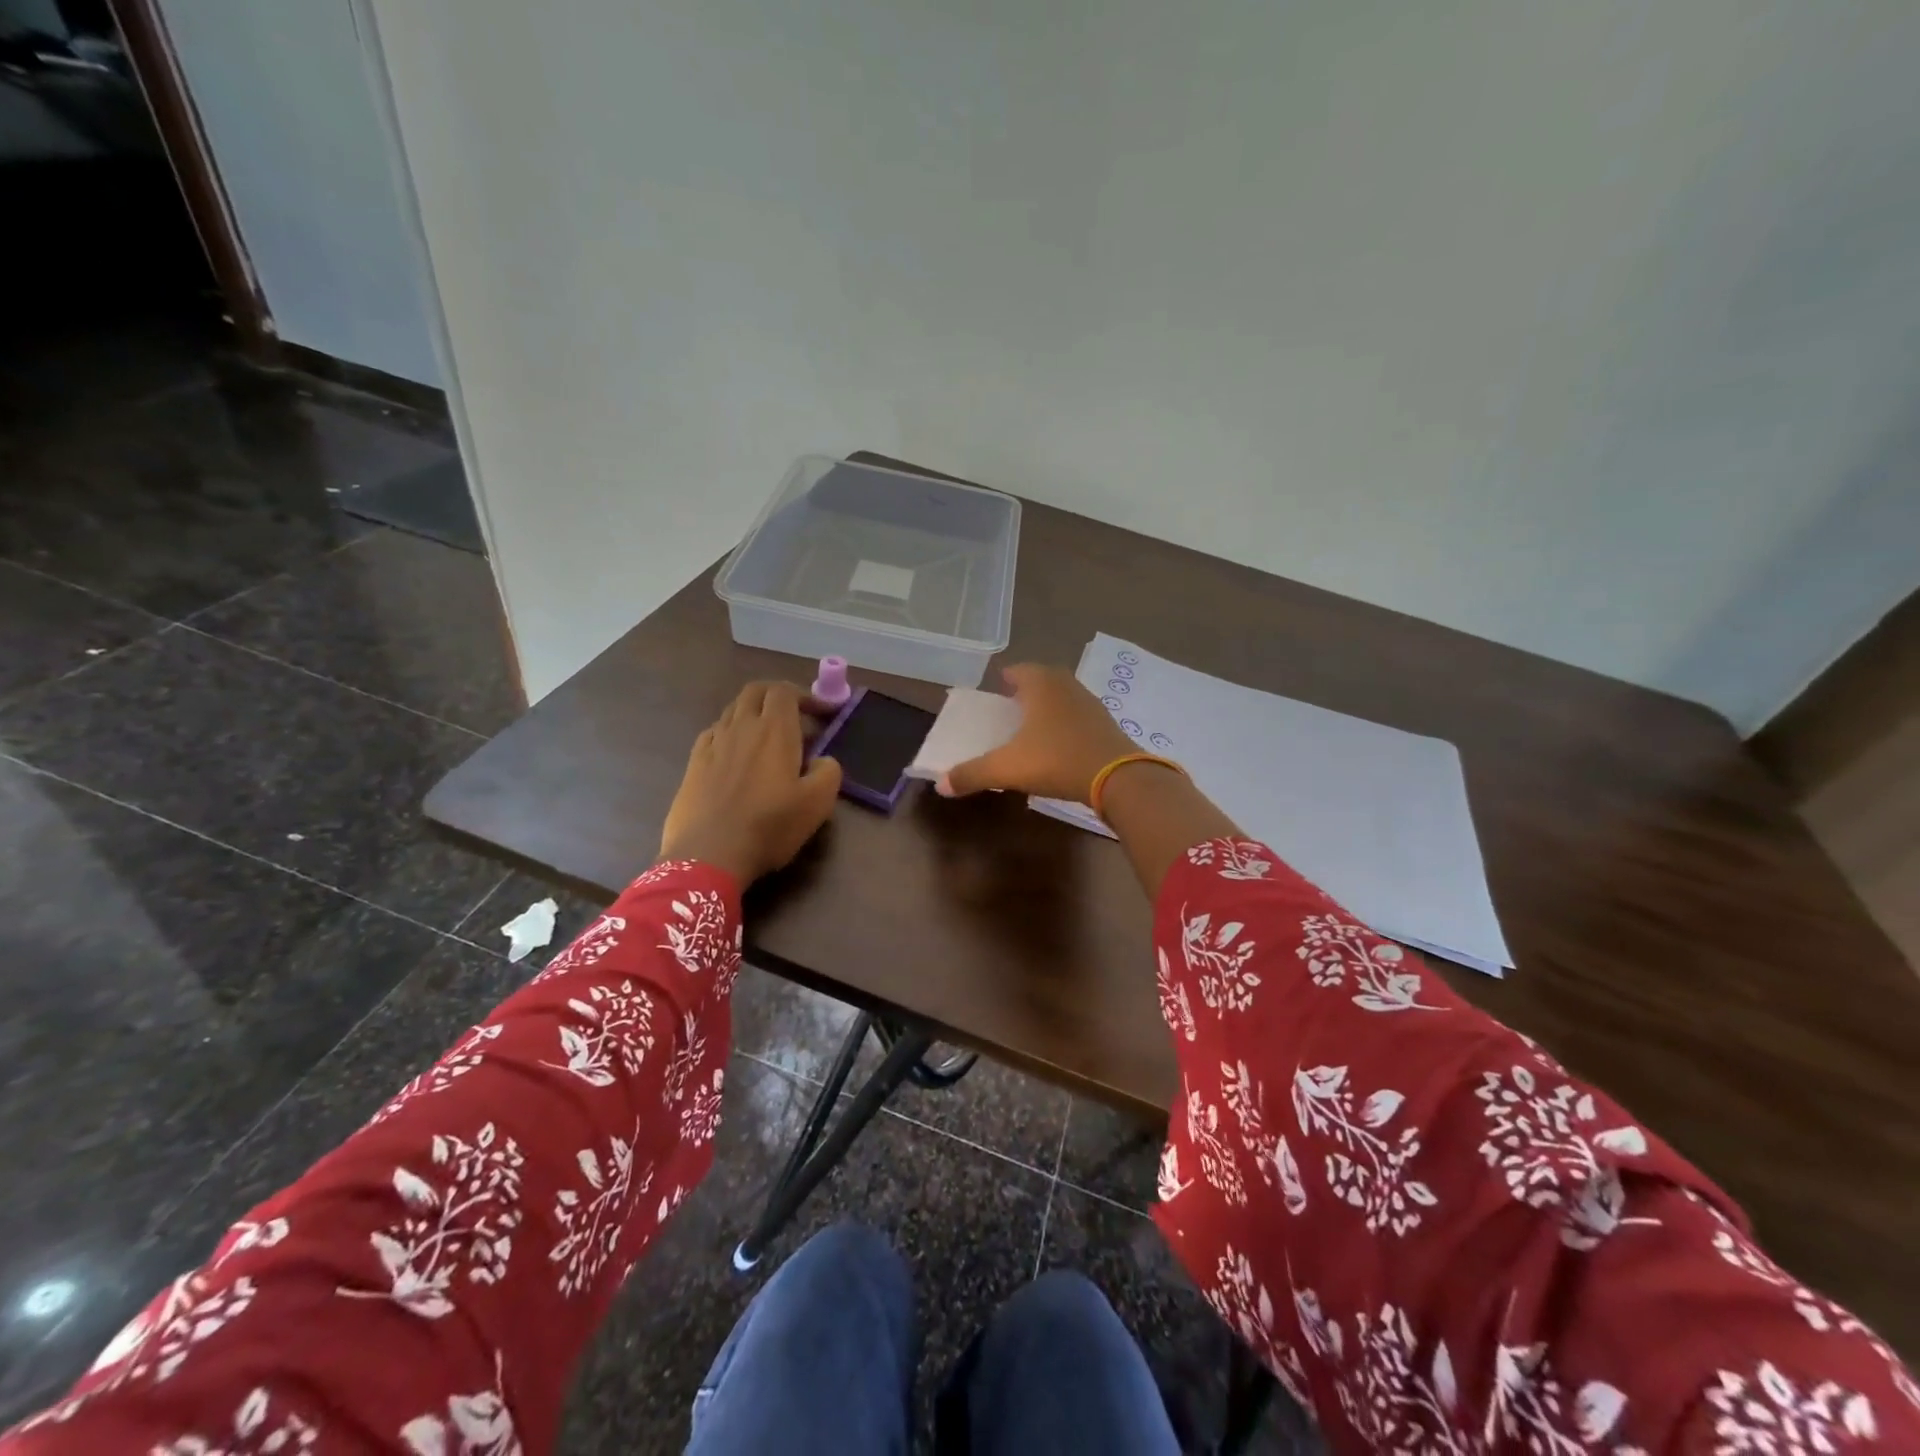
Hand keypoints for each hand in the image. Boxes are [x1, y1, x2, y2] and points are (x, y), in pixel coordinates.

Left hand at [659, 681, 842, 882]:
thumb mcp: (818, 803)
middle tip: (795, 715)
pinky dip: (729, 733)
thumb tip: (822, 760)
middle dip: (777, 695)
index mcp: (774, 730)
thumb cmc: (769, 826)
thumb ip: (829, 772)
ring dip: (753, 713)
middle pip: (755, 691)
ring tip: (767, 736)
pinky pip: (713, 733)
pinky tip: (735, 754)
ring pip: (732, 710)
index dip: (806, 695)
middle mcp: (741, 727)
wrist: (709, 855)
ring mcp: (713, 743)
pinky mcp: (693, 763)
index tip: (822, 714)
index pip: (785, 691)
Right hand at [939, 663, 1134, 803]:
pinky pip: (1079, 715)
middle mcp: (1066, 685)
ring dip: (1048, 706)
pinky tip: (1060, 745)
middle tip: (1012, 707)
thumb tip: (941, 784)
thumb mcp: (1008, 768)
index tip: (995, 692)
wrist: (1118, 778)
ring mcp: (1090, 703)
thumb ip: (973, 774)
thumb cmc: (1057, 760)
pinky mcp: (1106, 724)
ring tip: (1033, 726)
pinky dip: (1066, 723)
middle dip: (1027, 690)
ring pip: (1063, 696)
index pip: (1018, 670)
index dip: (1005, 679)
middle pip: (1042, 679)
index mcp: (1041, 684)